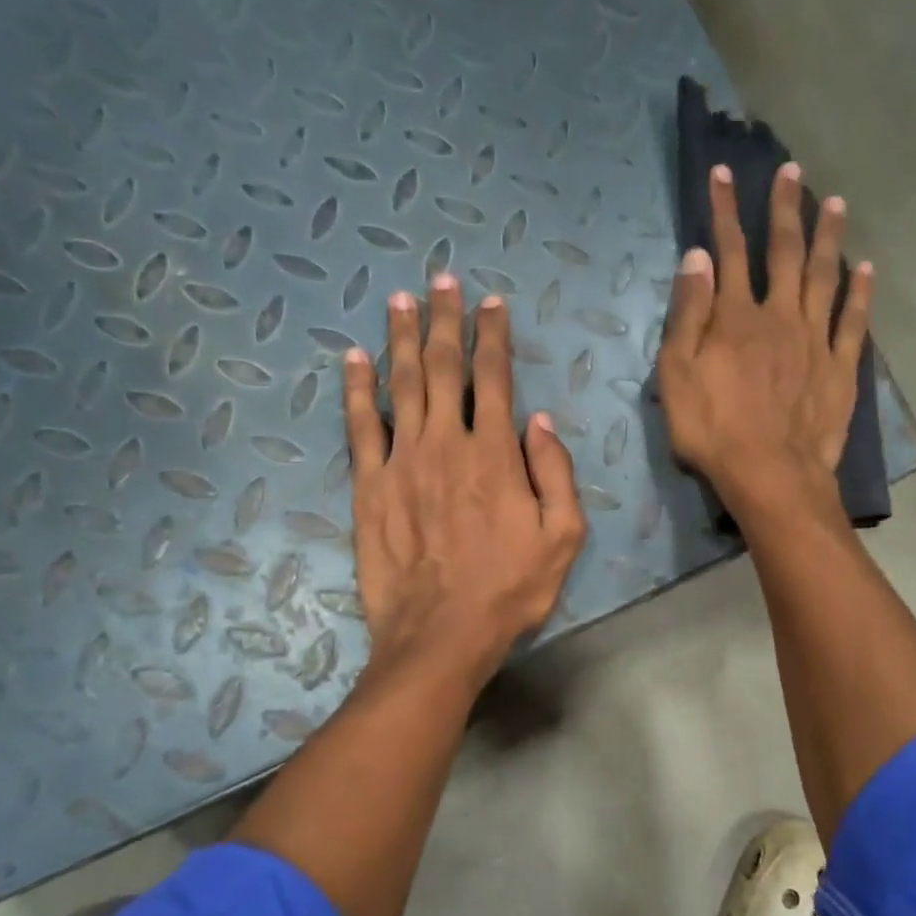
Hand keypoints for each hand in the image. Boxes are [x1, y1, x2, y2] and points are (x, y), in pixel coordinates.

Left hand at [344, 274, 585, 685]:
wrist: (441, 634)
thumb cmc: (509, 589)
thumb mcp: (562, 538)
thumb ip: (556, 473)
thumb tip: (539, 421)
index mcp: (495, 454)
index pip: (495, 378)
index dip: (493, 336)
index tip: (492, 304)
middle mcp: (446, 443)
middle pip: (443, 367)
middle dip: (445, 320)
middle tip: (442, 281)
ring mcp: (401, 461)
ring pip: (400, 384)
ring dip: (401, 338)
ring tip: (400, 300)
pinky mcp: (369, 486)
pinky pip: (359, 425)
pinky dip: (356, 388)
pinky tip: (353, 358)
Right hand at [657, 162, 871, 516]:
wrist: (771, 475)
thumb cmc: (713, 431)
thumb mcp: (678, 376)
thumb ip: (688, 316)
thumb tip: (698, 257)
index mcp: (736, 317)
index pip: (728, 252)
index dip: (725, 211)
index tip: (724, 174)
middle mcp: (780, 316)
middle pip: (784, 252)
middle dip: (785, 209)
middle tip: (792, 171)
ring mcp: (816, 341)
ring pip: (824, 276)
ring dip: (828, 237)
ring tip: (834, 202)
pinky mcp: (840, 368)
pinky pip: (854, 321)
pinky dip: (860, 292)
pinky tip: (865, 268)